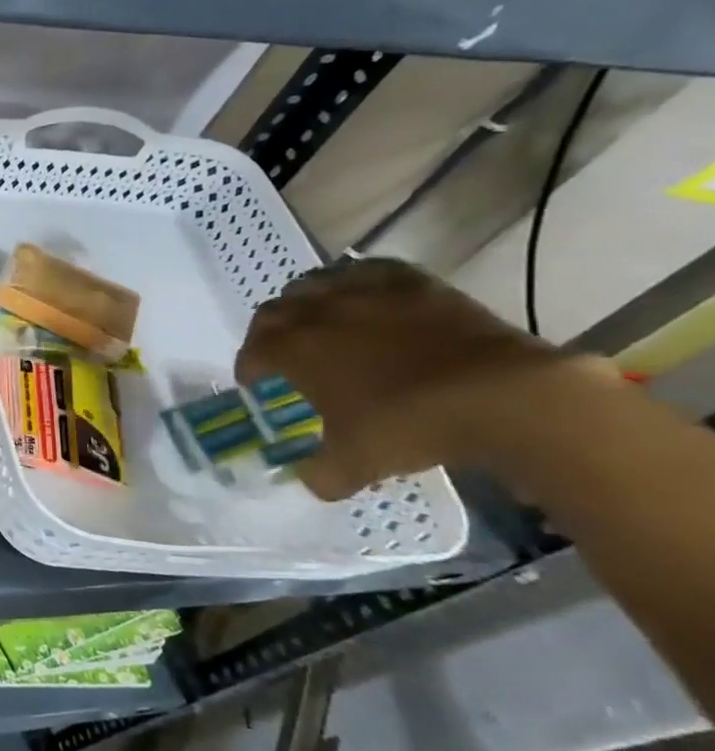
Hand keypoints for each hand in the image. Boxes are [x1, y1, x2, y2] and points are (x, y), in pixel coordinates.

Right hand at [235, 258, 581, 500]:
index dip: (248, 366)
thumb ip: (323, 473)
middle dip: (269, 329)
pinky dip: (356, 280)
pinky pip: (370, 270)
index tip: (254, 382)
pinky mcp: (415, 285)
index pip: (253, 349)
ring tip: (318, 318)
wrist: (503, 397)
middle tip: (279, 350)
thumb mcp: (356, 464)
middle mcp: (319, 312)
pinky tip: (365, 294)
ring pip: (316, 281)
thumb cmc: (410, 426)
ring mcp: (368, 293)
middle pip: (276, 309)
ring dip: (307, 299)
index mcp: (293, 348)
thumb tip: (312, 480)